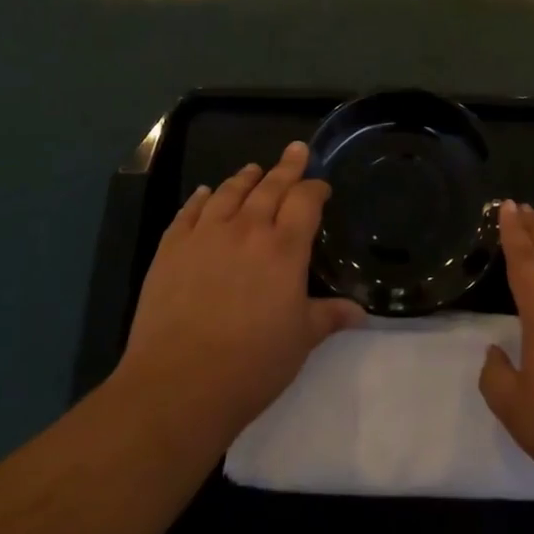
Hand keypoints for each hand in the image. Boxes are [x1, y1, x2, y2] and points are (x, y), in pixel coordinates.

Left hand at [116, 142, 364, 445]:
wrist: (179, 383)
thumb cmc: (252, 364)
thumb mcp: (301, 340)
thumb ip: (329, 316)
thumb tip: (361, 312)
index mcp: (284, 248)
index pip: (305, 201)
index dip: (315, 188)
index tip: (321, 186)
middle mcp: (247, 229)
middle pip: (270, 186)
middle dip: (287, 166)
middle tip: (296, 149)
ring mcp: (206, 235)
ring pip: (230, 192)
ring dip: (246, 177)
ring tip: (254, 169)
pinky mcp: (171, 249)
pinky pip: (189, 212)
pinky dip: (201, 198)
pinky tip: (206, 193)